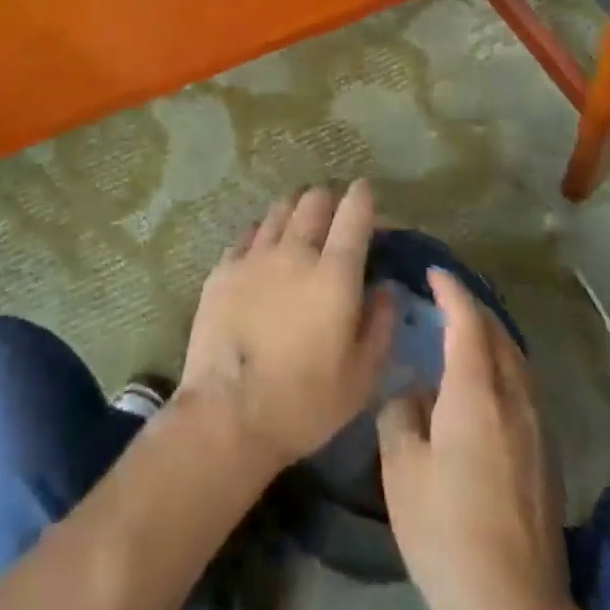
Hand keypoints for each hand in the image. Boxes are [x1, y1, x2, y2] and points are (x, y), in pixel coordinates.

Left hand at [180, 181, 395, 472]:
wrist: (227, 416)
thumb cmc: (304, 403)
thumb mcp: (361, 377)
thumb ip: (381, 325)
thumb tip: (386, 288)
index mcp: (334, 274)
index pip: (354, 213)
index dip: (363, 196)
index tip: (366, 193)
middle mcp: (295, 252)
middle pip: (314, 200)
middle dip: (329, 200)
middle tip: (334, 216)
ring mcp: (255, 256)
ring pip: (280, 209)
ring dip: (296, 211)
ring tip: (299, 228)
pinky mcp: (223, 268)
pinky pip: (249, 233)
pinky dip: (264, 233)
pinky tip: (264, 250)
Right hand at [377, 268, 576, 609]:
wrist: (516, 608)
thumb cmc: (449, 532)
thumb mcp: (403, 472)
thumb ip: (401, 415)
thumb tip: (411, 391)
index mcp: (477, 391)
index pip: (468, 319)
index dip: (451, 290)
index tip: (433, 272)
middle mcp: (514, 396)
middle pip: (498, 332)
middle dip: (472, 307)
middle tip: (444, 299)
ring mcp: (538, 426)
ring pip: (517, 358)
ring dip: (491, 336)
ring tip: (465, 335)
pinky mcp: (549, 455)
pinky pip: (525, 386)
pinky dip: (504, 366)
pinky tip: (487, 386)